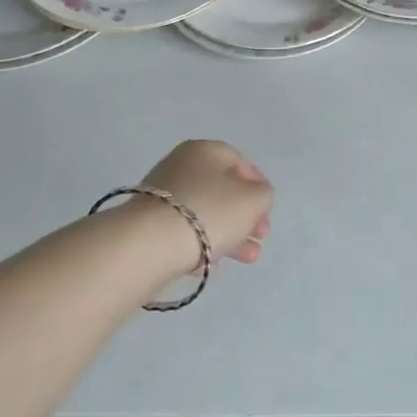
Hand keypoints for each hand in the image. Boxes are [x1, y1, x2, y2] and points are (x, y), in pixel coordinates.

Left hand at [139, 139, 272, 266]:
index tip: (267, 212)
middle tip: (259, 238)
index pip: (241, 163)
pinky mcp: (149, 224)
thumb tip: (253, 199)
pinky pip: (184, 232)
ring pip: (205, 214)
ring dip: (230, 235)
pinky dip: (201, 246)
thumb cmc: (210, 212)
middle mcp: (181, 166)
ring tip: (247, 258)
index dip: (259, 187)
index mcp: (205, 150)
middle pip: (223, 190)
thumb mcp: (254, 199)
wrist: (150, 244)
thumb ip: (263, 195)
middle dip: (246, 217)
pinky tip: (212, 266)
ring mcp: (162, 195)